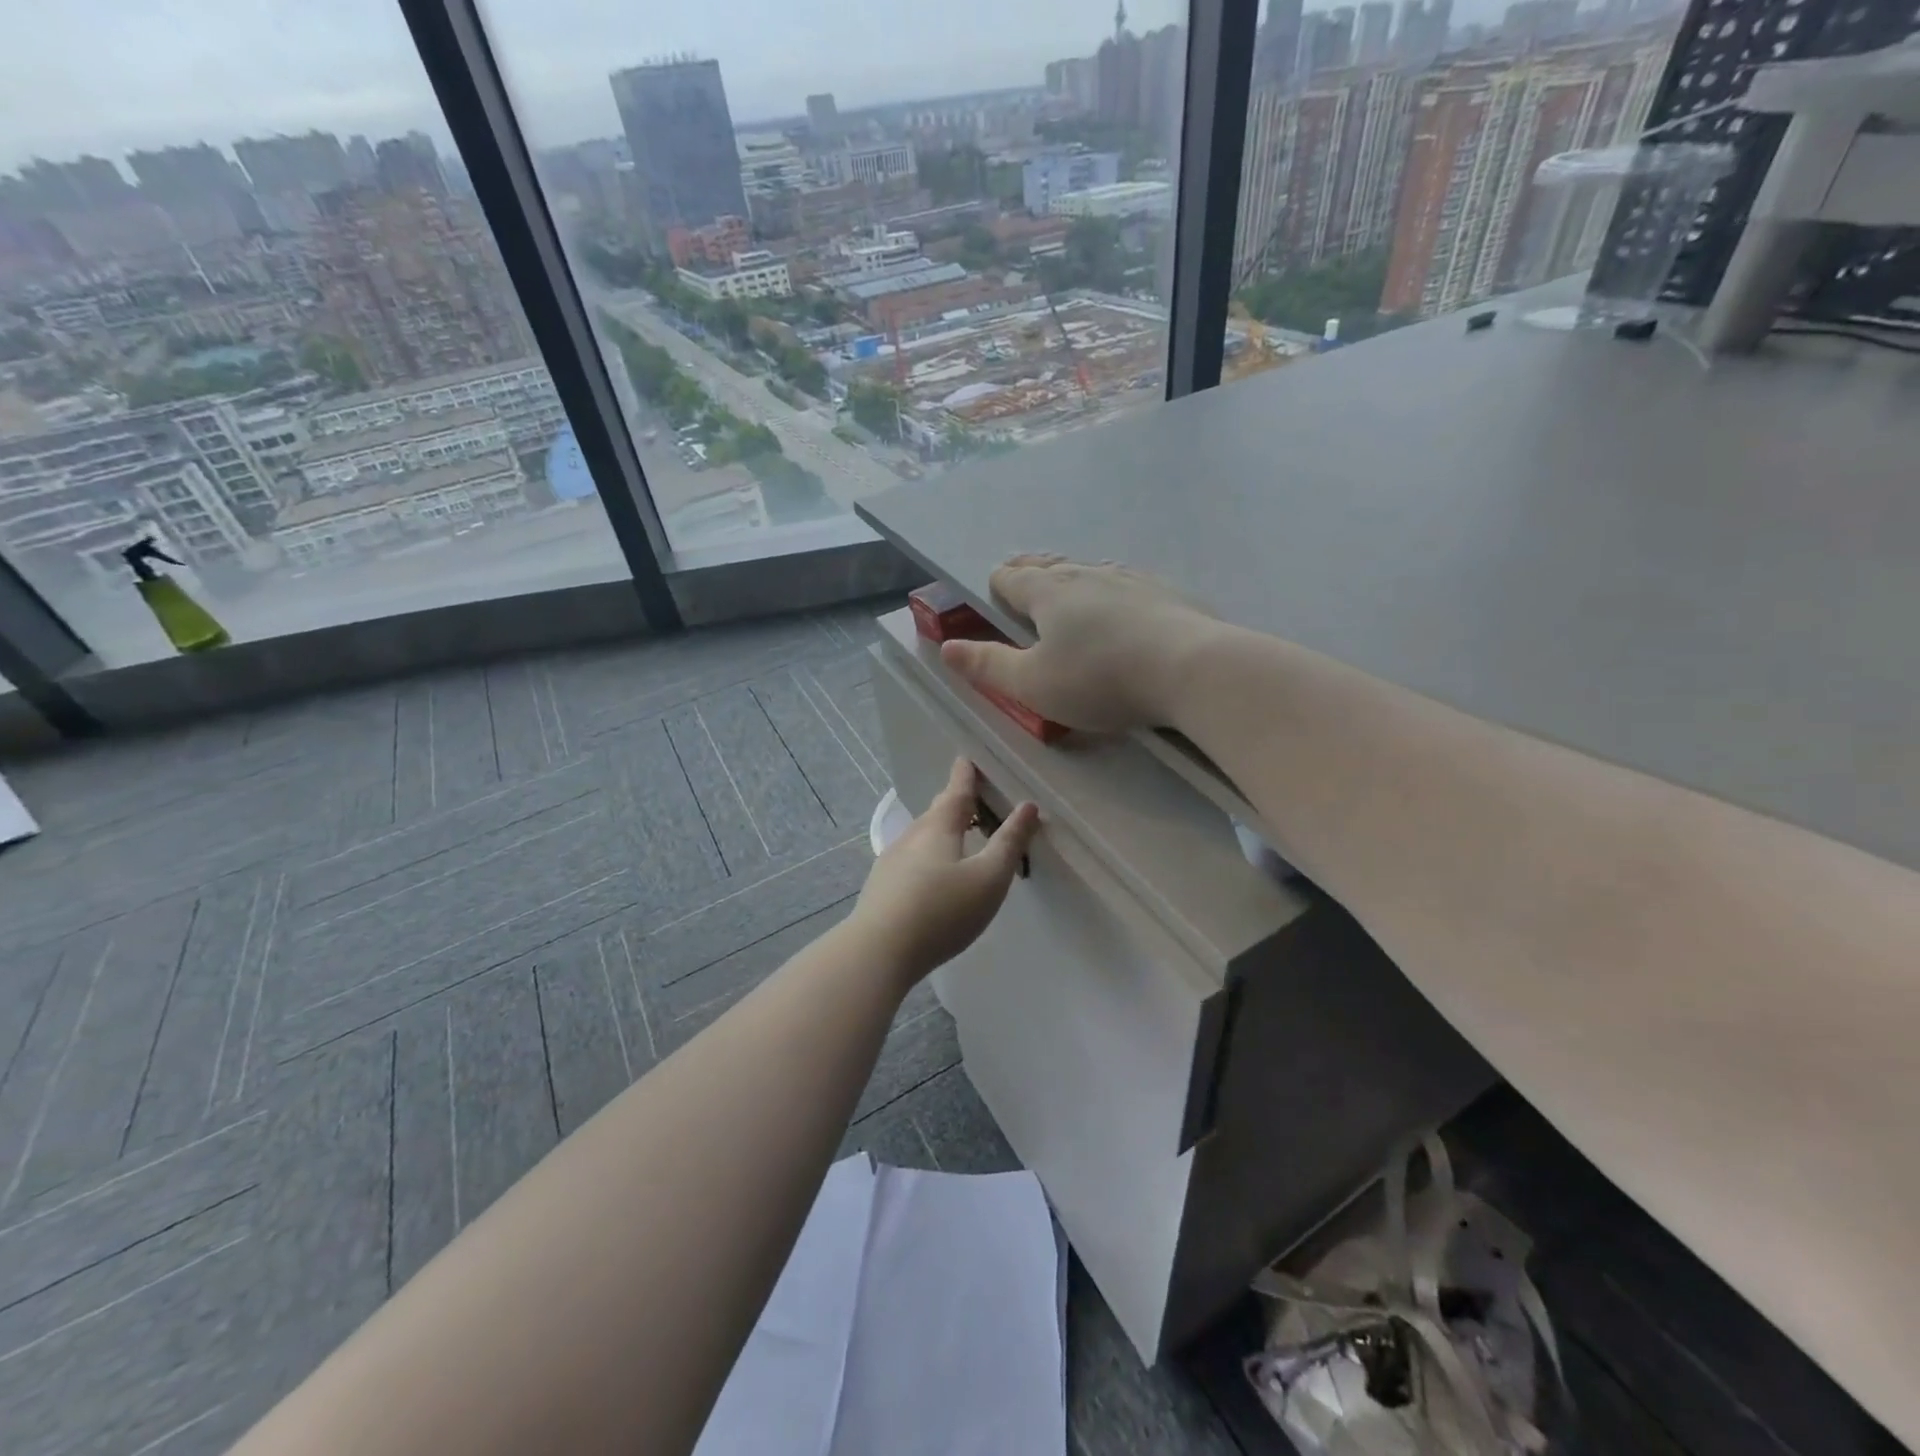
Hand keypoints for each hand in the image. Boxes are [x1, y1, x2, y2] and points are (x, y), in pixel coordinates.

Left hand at [850, 759, 1039, 985]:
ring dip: (939, 831)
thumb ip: (1010, 843)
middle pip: (936, 813)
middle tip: (968, 797)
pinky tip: (930, 875)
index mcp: (938, 828)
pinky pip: (910, 860)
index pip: (956, 792)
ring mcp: (891, 862)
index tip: (966, 759)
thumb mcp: (989, 878)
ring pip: (921, 837)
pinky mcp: (881, 888)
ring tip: (955, 836)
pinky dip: (926, 856)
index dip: (965, 776)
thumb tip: (1028, 806)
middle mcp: (911, 837)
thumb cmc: (942, 910)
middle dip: (953, 803)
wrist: (878, 951)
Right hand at [939, 555, 1223, 731]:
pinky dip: (1111, 590)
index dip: (997, 586)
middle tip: (1021, 578)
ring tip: (1068, 586)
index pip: (1011, 578)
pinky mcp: (1166, 592)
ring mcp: (1130, 578)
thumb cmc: (1100, 679)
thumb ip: (988, 665)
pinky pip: (1125, 583)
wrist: (1191, 669)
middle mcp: (1086, 574)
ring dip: (1072, 577)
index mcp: (1048, 592)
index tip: (994, 596)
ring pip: (1089, 569)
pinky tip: (1122, 603)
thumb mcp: (1033, 684)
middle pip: (1048, 565)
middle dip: (1030, 573)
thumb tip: (946, 647)